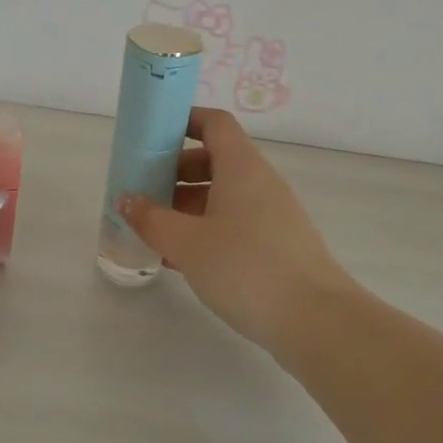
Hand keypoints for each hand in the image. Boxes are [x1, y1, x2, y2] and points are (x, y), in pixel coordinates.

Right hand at [119, 108, 354, 352]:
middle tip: (144, 191)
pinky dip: (206, 230)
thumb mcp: (187, 243)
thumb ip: (151, 219)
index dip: (183, 121)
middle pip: (215, 160)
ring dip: (187, 205)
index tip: (151, 136)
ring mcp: (272, 214)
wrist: (316, 321)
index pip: (214, 123)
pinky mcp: (277, 245)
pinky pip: (234, 223)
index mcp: (241, 167)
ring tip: (155, 229)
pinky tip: (181, 259)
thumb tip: (126, 199)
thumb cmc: (246, 268)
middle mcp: (260, 182)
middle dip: (175, 171)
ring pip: (223, 195)